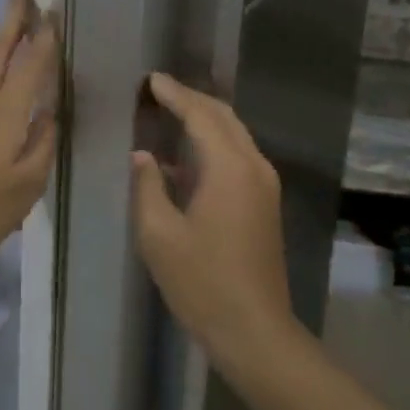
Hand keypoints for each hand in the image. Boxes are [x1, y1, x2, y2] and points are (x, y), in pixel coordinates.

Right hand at [131, 73, 300, 369]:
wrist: (255, 330)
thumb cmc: (201, 282)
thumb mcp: (159, 235)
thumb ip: (148, 187)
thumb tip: (143, 157)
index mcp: (229, 168)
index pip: (201, 115)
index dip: (175, 94)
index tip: (152, 79)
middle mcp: (253, 167)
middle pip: (224, 118)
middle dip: (193, 100)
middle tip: (161, 90)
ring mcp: (265, 185)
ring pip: (235, 136)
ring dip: (206, 120)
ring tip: (172, 113)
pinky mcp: (265, 204)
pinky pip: (239, 156)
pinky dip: (215, 144)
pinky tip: (188, 158)